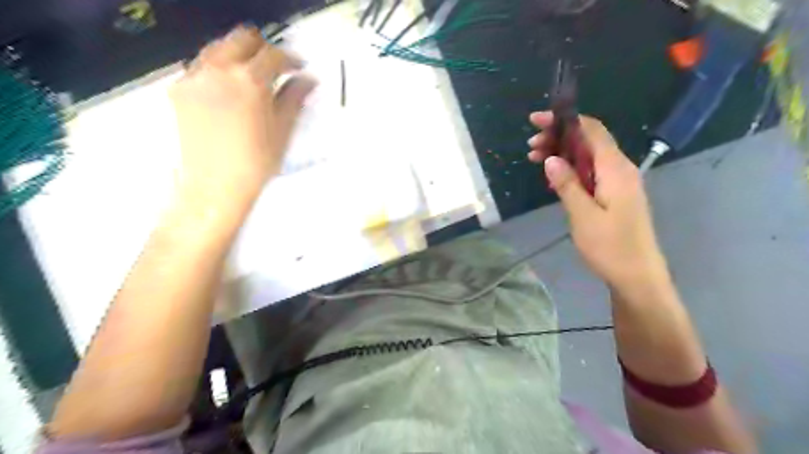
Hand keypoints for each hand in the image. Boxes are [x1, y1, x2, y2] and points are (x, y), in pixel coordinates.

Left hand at [170, 27, 316, 210]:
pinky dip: (219, 69)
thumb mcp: (283, 131)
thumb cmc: (256, 162)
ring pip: (219, 48)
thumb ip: (294, 98)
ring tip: (252, 77)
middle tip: (276, 68)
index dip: (291, 59)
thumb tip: (308, 80)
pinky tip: (229, 91)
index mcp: (250, 80)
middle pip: (242, 39)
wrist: (214, 186)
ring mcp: (194, 77)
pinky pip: (202, 66)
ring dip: (239, 55)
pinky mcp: (179, 90)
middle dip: (263, 48)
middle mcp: (218, 69)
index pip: (274, 55)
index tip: (300, 69)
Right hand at [525, 112, 669, 291]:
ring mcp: (618, 182)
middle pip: (588, 141)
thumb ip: (567, 184)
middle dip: (558, 137)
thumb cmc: (610, 247)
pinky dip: (570, 168)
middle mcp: (619, 169)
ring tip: (535, 158)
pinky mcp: (614, 194)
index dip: (564, 120)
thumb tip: (551, 159)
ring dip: (562, 153)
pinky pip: (590, 172)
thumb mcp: (583, 215)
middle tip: (531, 147)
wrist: (637, 276)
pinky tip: (554, 176)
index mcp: (615, 169)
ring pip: (587, 157)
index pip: (591, 130)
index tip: (537, 121)